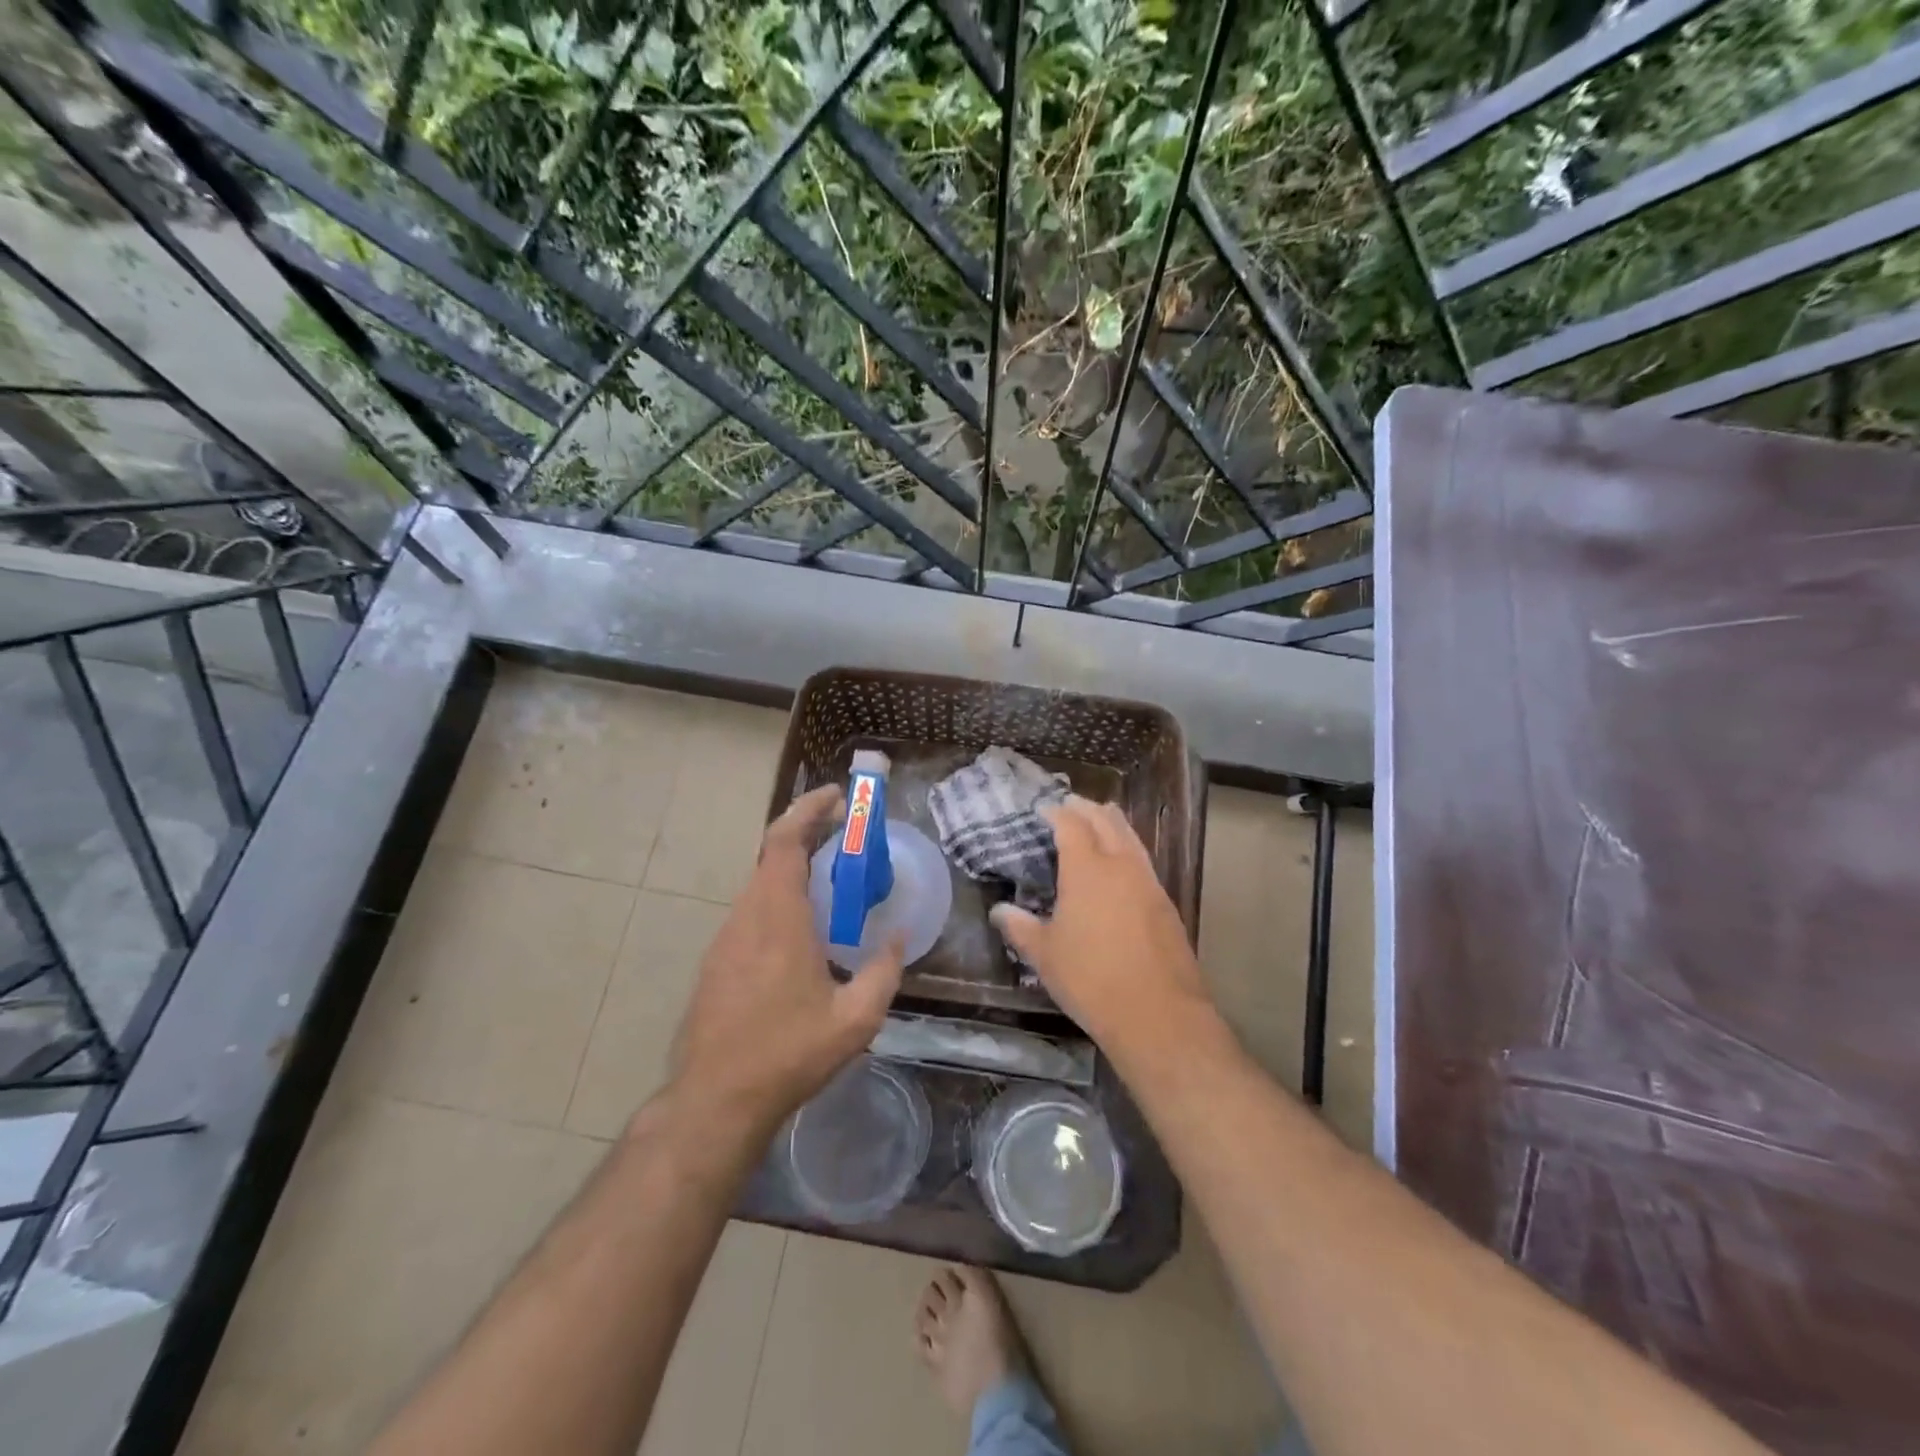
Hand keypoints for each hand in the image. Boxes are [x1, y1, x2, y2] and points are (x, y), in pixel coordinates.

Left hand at [667, 784, 904, 1141]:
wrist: (716, 1100)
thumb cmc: (788, 1054)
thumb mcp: (855, 1020)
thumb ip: (884, 971)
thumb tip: (899, 936)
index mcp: (779, 918)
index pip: (785, 841)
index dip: (808, 810)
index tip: (837, 798)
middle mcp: (747, 916)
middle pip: (773, 854)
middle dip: (809, 834)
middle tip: (847, 837)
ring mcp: (726, 937)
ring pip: (761, 883)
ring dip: (795, 869)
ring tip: (833, 882)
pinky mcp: (717, 959)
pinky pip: (752, 910)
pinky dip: (780, 898)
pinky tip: (804, 930)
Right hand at [989, 796, 1213, 1061]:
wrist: (1158, 1013)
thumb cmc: (1090, 979)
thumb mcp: (1044, 955)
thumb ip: (1020, 927)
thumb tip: (999, 910)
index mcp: (1087, 869)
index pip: (1071, 825)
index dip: (1056, 812)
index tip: (1043, 809)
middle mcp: (1121, 865)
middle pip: (1106, 821)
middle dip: (1087, 808)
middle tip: (1071, 804)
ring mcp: (1149, 883)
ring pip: (1131, 837)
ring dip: (1112, 823)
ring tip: (1100, 819)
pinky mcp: (1166, 904)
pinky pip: (1143, 861)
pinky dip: (1128, 848)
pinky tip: (1122, 865)